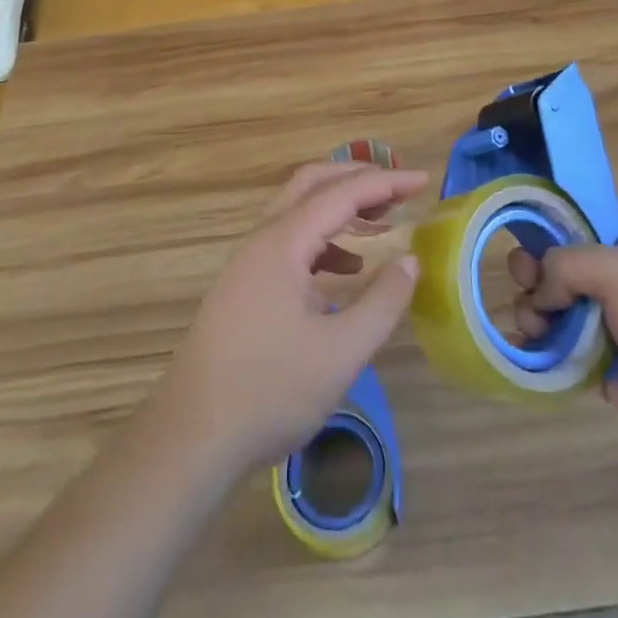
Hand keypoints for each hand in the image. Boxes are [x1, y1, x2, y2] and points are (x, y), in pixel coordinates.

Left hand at [153, 162, 425, 477]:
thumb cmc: (270, 390)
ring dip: (338, 208)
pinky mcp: (244, 287)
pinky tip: (344, 270)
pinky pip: (288, 242)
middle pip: (312, 184)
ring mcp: (248, 262)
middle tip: (399, 191)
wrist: (192, 438)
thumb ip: (383, 302)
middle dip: (357, 179)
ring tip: (379, 223)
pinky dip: (322, 240)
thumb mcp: (341, 352)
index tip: (425, 181)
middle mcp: (262, 239)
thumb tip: (410, 260)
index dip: (386, 183)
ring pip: (298, 212)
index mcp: (284, 241)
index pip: (342, 192)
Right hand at [509, 229, 617, 469]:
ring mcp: (601, 321)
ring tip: (535, 328)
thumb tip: (540, 293)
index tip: (527, 252)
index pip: (569, 225)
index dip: (541, 233)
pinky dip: (535, 346)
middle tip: (530, 290)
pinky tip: (525, 349)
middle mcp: (608, 277)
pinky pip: (553, 347)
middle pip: (550, 265)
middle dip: (531, 275)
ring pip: (546, 306)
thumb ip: (566, 264)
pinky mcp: (596, 364)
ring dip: (530, 312)